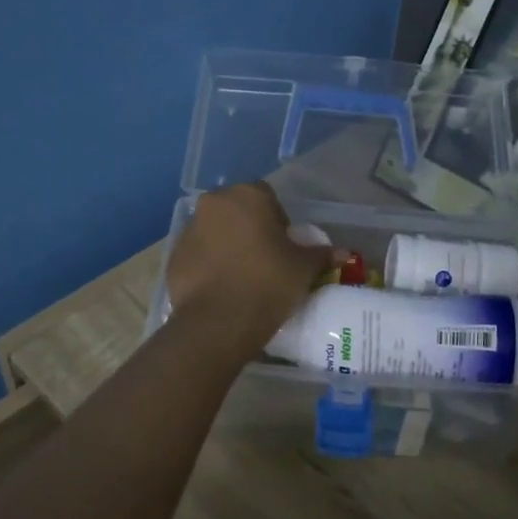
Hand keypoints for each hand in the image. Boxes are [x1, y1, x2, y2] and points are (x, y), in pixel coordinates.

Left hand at [165, 183, 335, 354]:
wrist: (220, 322)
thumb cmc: (268, 283)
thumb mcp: (303, 268)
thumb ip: (321, 254)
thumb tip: (343, 253)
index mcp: (247, 196)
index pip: (267, 197)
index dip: (278, 220)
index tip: (284, 245)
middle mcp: (214, 204)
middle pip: (237, 210)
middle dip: (249, 228)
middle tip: (265, 259)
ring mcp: (189, 230)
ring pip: (215, 231)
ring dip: (227, 245)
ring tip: (242, 276)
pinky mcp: (174, 257)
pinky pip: (198, 254)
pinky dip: (208, 265)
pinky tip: (222, 288)